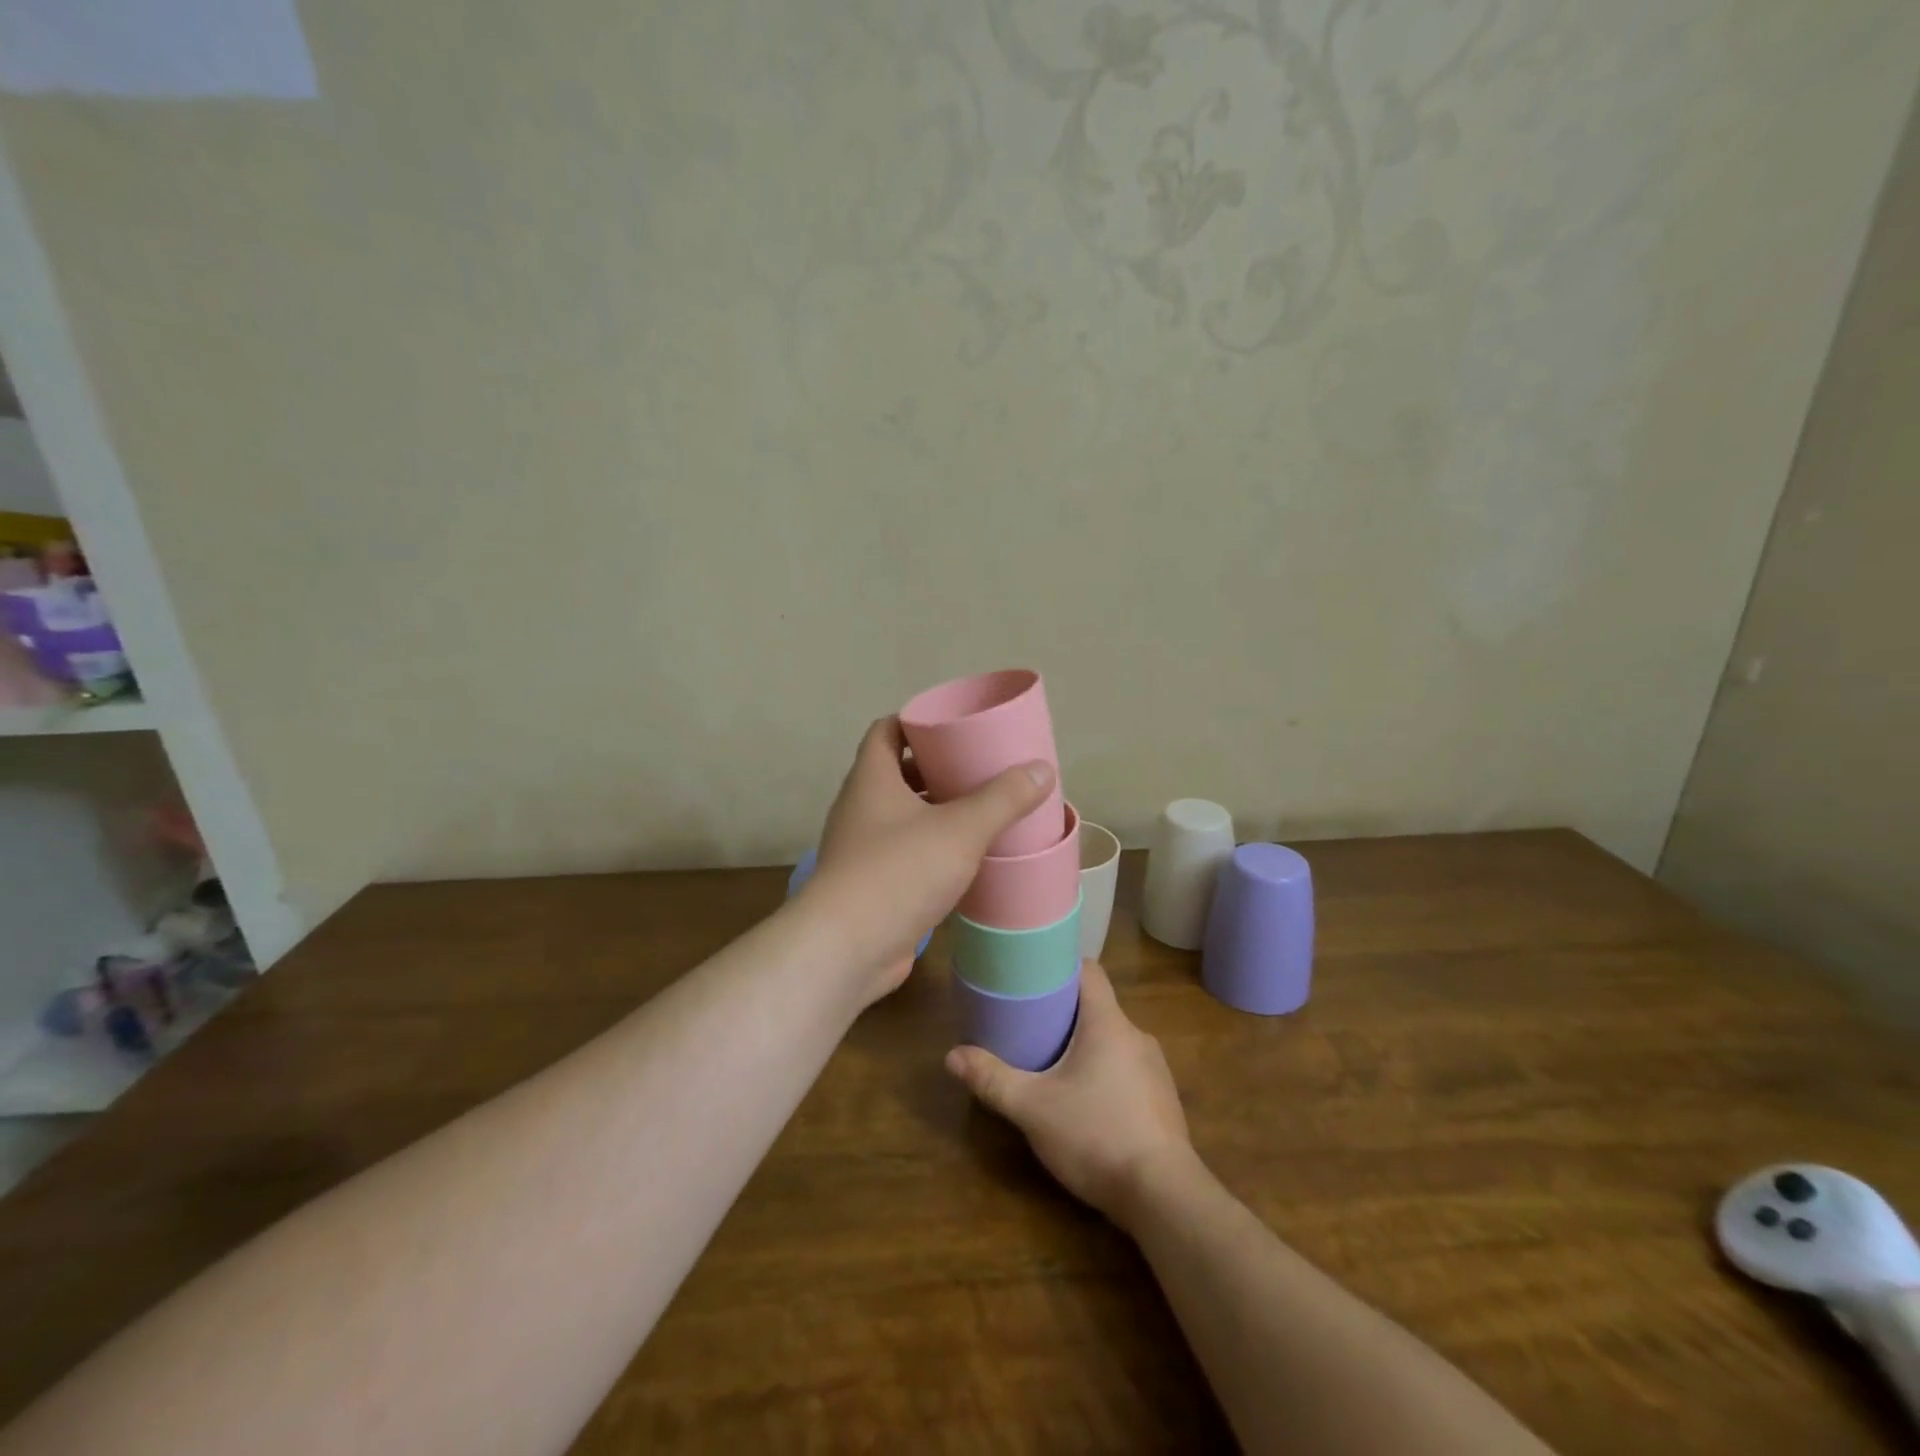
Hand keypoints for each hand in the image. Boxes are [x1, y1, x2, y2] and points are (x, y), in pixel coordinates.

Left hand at [801, 717, 1053, 1003]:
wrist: (847, 949)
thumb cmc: (899, 871)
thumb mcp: (961, 829)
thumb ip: (1002, 798)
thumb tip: (1042, 769)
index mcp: (871, 779)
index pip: (886, 730)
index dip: (917, 722)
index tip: (954, 726)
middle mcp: (860, 807)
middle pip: (897, 773)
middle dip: (936, 768)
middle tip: (979, 768)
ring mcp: (861, 848)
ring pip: (901, 816)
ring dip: (935, 811)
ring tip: (979, 810)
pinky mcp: (870, 885)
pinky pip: (903, 852)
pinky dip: (930, 848)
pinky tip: (963, 858)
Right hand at [945, 959, 1195, 1225]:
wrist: (1164, 1196)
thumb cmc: (1096, 1135)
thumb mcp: (1033, 1108)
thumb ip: (992, 1080)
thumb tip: (951, 1056)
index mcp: (1108, 1023)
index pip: (1089, 971)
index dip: (1062, 965)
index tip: (1034, 973)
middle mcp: (1136, 1035)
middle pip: (1098, 1006)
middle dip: (1065, 1012)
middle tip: (1030, 1023)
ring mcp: (1155, 1069)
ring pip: (1113, 1040)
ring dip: (1085, 1045)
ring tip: (1053, 1063)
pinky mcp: (1163, 1100)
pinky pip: (1128, 1070)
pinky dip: (1105, 1073)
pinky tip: (1086, 1102)